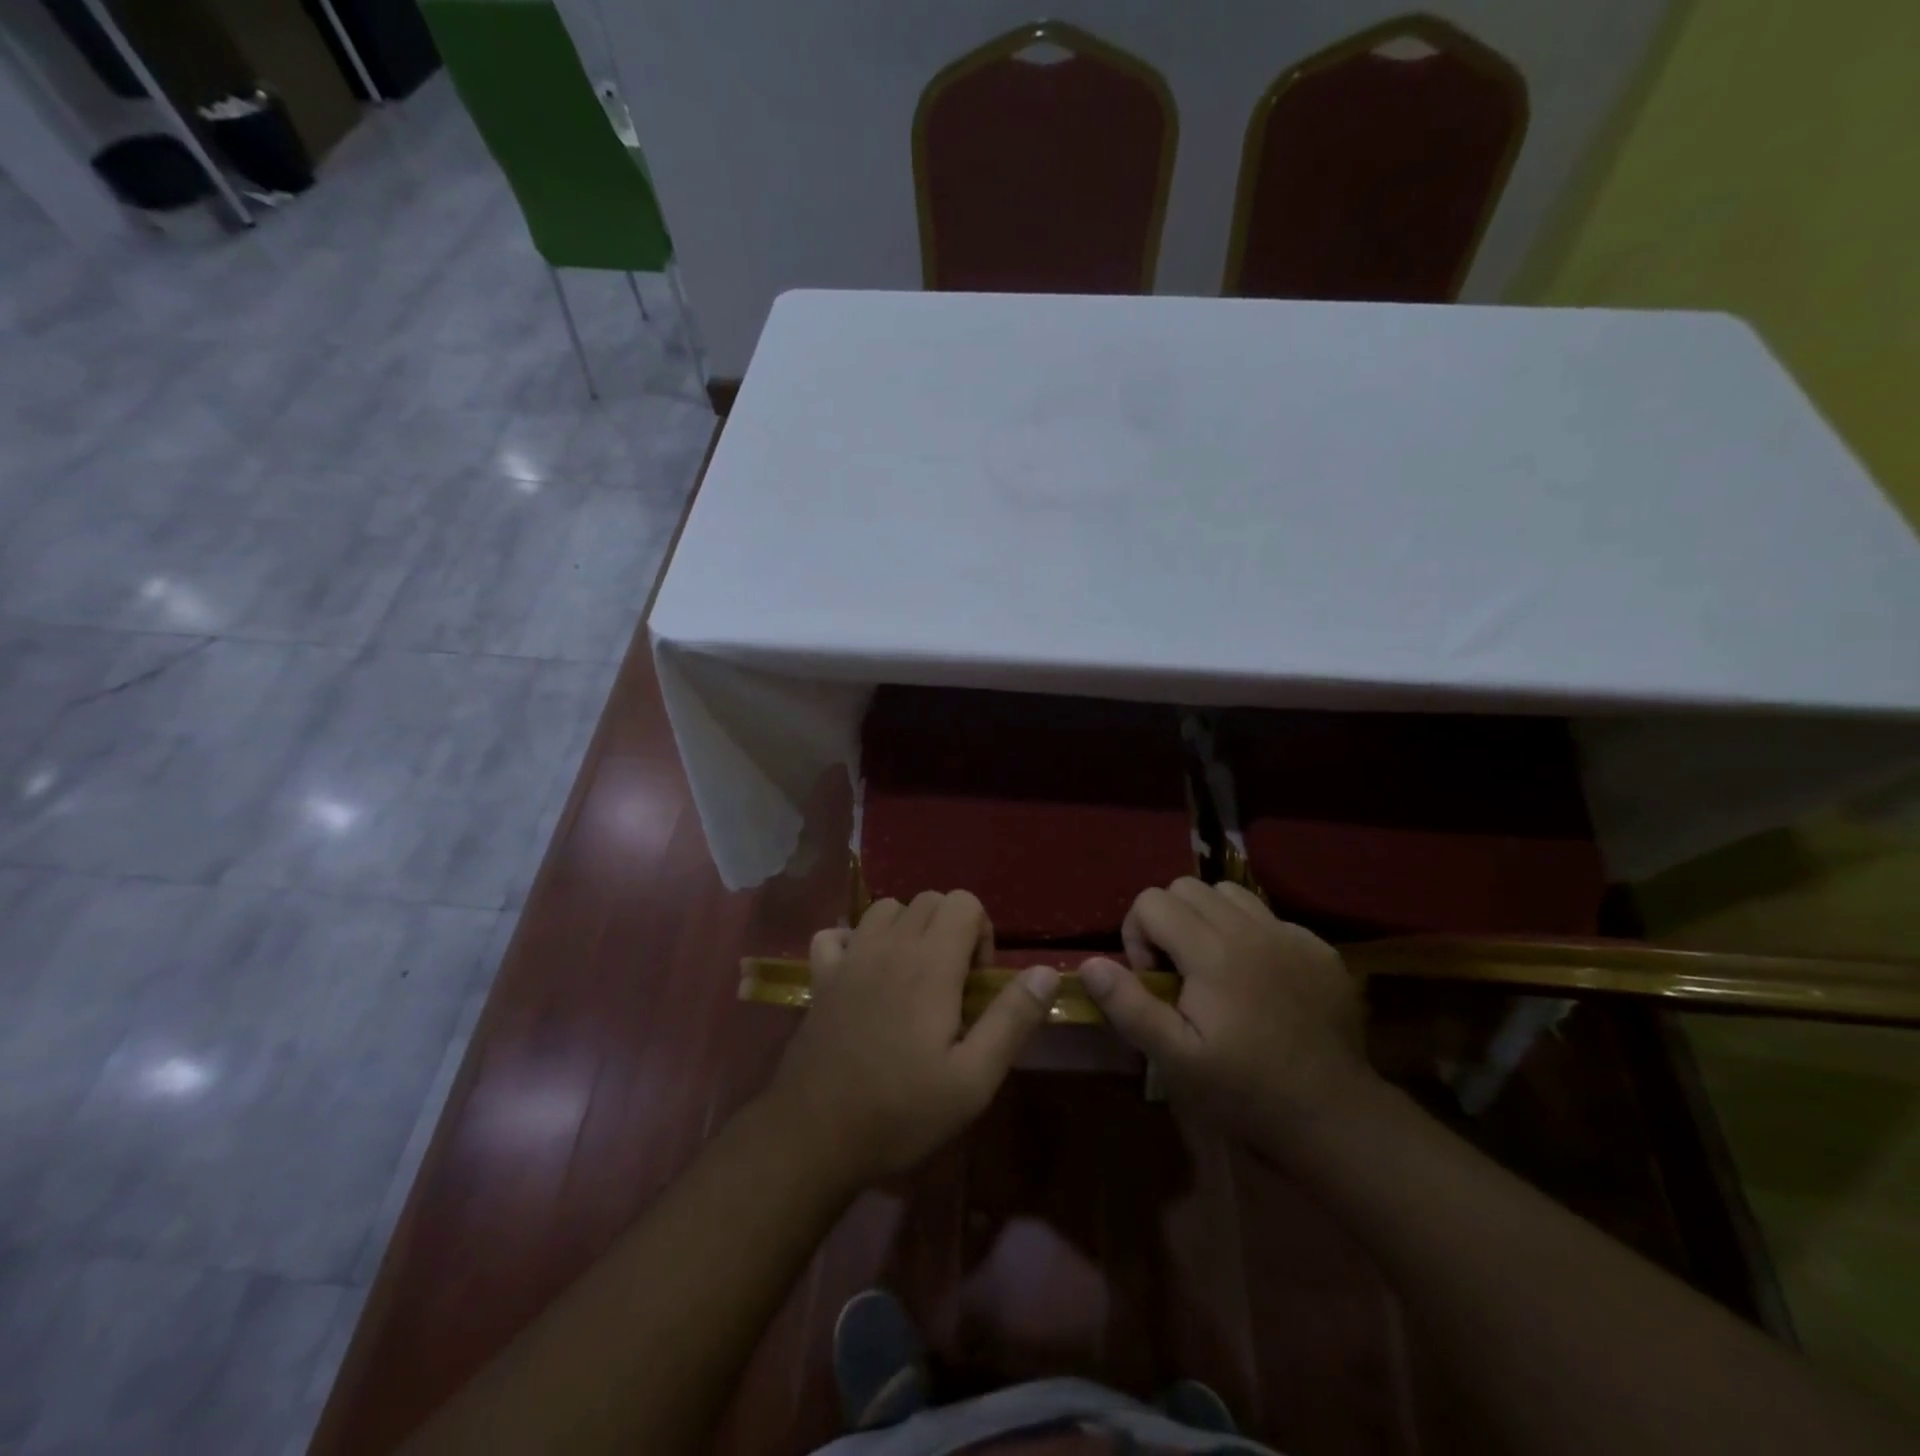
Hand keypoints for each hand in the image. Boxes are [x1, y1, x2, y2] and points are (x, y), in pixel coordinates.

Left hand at [767, 891, 1058, 1184]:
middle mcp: (889, 946)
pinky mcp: (821, 977)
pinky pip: (836, 934)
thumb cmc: (902, 1110)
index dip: (981, 933)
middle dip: (950, 928)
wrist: (815, 1136)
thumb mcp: (974, 1079)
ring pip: (885, 908)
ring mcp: (849, 957)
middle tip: (952, 984)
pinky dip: (853, 941)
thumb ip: (1012, 1019)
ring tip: (913, 976)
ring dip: (907, 929)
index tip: (977, 982)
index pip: (964, 902)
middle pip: (928, 899)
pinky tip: (863, 974)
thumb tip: (1046, 972)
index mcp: (930, 963)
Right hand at [1080, 879, 1373, 1148]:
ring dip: (1208, 919)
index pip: (1152, 901)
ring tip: (1213, 966)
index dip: (1138, 935)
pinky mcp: (1319, 949)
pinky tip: (1258, 980)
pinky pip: (1270, 917)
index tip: (1152, 980)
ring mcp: (1291, 935)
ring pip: (1229, 893)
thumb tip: (1090, 964)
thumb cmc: (1245, 1091)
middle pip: (1186, 887)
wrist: (1334, 1115)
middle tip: (1177, 971)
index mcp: (1212, 952)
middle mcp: (1251, 929)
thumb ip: (1130, 1006)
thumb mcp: (1175, 1060)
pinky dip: (1251, 935)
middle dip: (1167, 920)